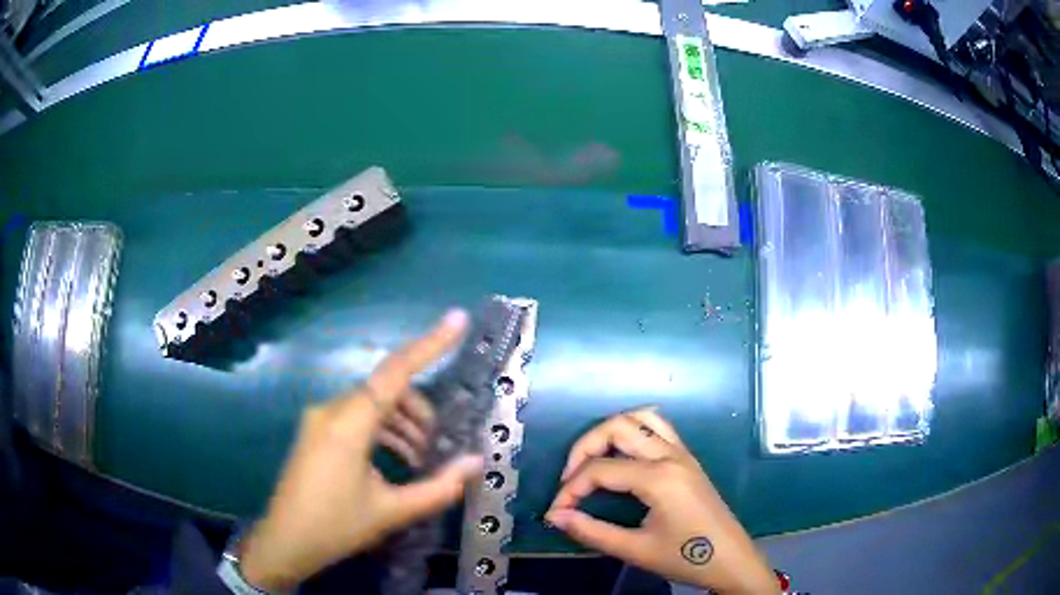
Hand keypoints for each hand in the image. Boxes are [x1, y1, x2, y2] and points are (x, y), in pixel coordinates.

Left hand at [239, 310, 482, 591]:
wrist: (285, 542)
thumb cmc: (336, 527)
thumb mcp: (392, 511)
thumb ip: (438, 487)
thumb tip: (476, 462)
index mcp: (348, 424)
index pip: (395, 372)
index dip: (429, 344)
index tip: (457, 320)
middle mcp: (331, 410)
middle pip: (386, 391)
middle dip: (420, 410)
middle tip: (440, 444)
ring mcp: (320, 420)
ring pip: (372, 405)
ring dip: (402, 424)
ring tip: (421, 460)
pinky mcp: (316, 433)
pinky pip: (356, 418)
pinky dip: (382, 431)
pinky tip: (396, 460)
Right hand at [546, 409, 778, 593]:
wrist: (731, 561)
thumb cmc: (686, 558)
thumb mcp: (635, 550)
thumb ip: (592, 531)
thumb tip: (556, 516)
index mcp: (658, 478)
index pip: (600, 470)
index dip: (570, 489)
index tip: (556, 512)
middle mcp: (670, 455)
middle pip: (617, 428)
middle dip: (584, 448)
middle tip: (569, 480)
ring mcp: (683, 453)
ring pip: (641, 418)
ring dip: (610, 432)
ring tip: (591, 461)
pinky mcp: (688, 459)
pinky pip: (659, 427)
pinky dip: (635, 429)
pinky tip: (622, 452)